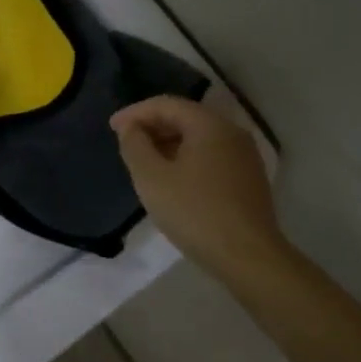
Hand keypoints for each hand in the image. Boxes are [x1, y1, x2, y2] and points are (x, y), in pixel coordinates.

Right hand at [110, 95, 285, 275]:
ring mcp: (245, 157)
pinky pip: (212, 157)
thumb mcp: (152, 179)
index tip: (112, 128)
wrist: (247, 256)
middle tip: (126, 143)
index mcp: (210, 125)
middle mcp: (232, 132)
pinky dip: (187, 159)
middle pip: (186, 118)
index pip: (167, 105)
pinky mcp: (249, 179)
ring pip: (200, 139)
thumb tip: (131, 128)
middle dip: (153, 126)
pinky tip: (173, 180)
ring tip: (145, 162)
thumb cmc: (195, 212)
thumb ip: (135, 146)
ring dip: (169, 144)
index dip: (136, 112)